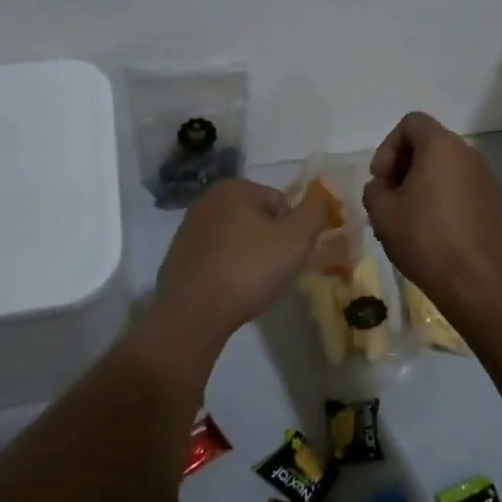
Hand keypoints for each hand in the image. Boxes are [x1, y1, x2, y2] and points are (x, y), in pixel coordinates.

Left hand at [154, 178, 330, 342]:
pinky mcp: (177, 255)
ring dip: (249, 257)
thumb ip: (316, 211)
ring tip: (251, 285)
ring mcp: (188, 228)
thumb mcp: (296, 239)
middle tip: (273, 273)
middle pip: (258, 219)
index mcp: (234, 188)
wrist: (194, 313)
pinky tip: (229, 290)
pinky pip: (216, 257)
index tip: (288, 257)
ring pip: (237, 239)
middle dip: (270, 243)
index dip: (292, 232)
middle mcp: (207, 200)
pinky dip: (227, 269)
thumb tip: (323, 193)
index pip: (281, 203)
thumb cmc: (250, 269)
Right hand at [363, 113, 501, 309]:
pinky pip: (462, 188)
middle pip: (430, 144)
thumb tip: (384, 188)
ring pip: (446, 168)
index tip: (381, 179)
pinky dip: (444, 198)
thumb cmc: (424, 239)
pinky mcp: (495, 203)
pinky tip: (433, 231)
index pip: (411, 123)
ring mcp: (487, 179)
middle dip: (404, 166)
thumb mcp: (381, 212)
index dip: (388, 147)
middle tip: (389, 199)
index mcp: (442, 146)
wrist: (476, 281)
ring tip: (408, 218)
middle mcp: (469, 154)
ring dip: (423, 184)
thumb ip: (374, 189)